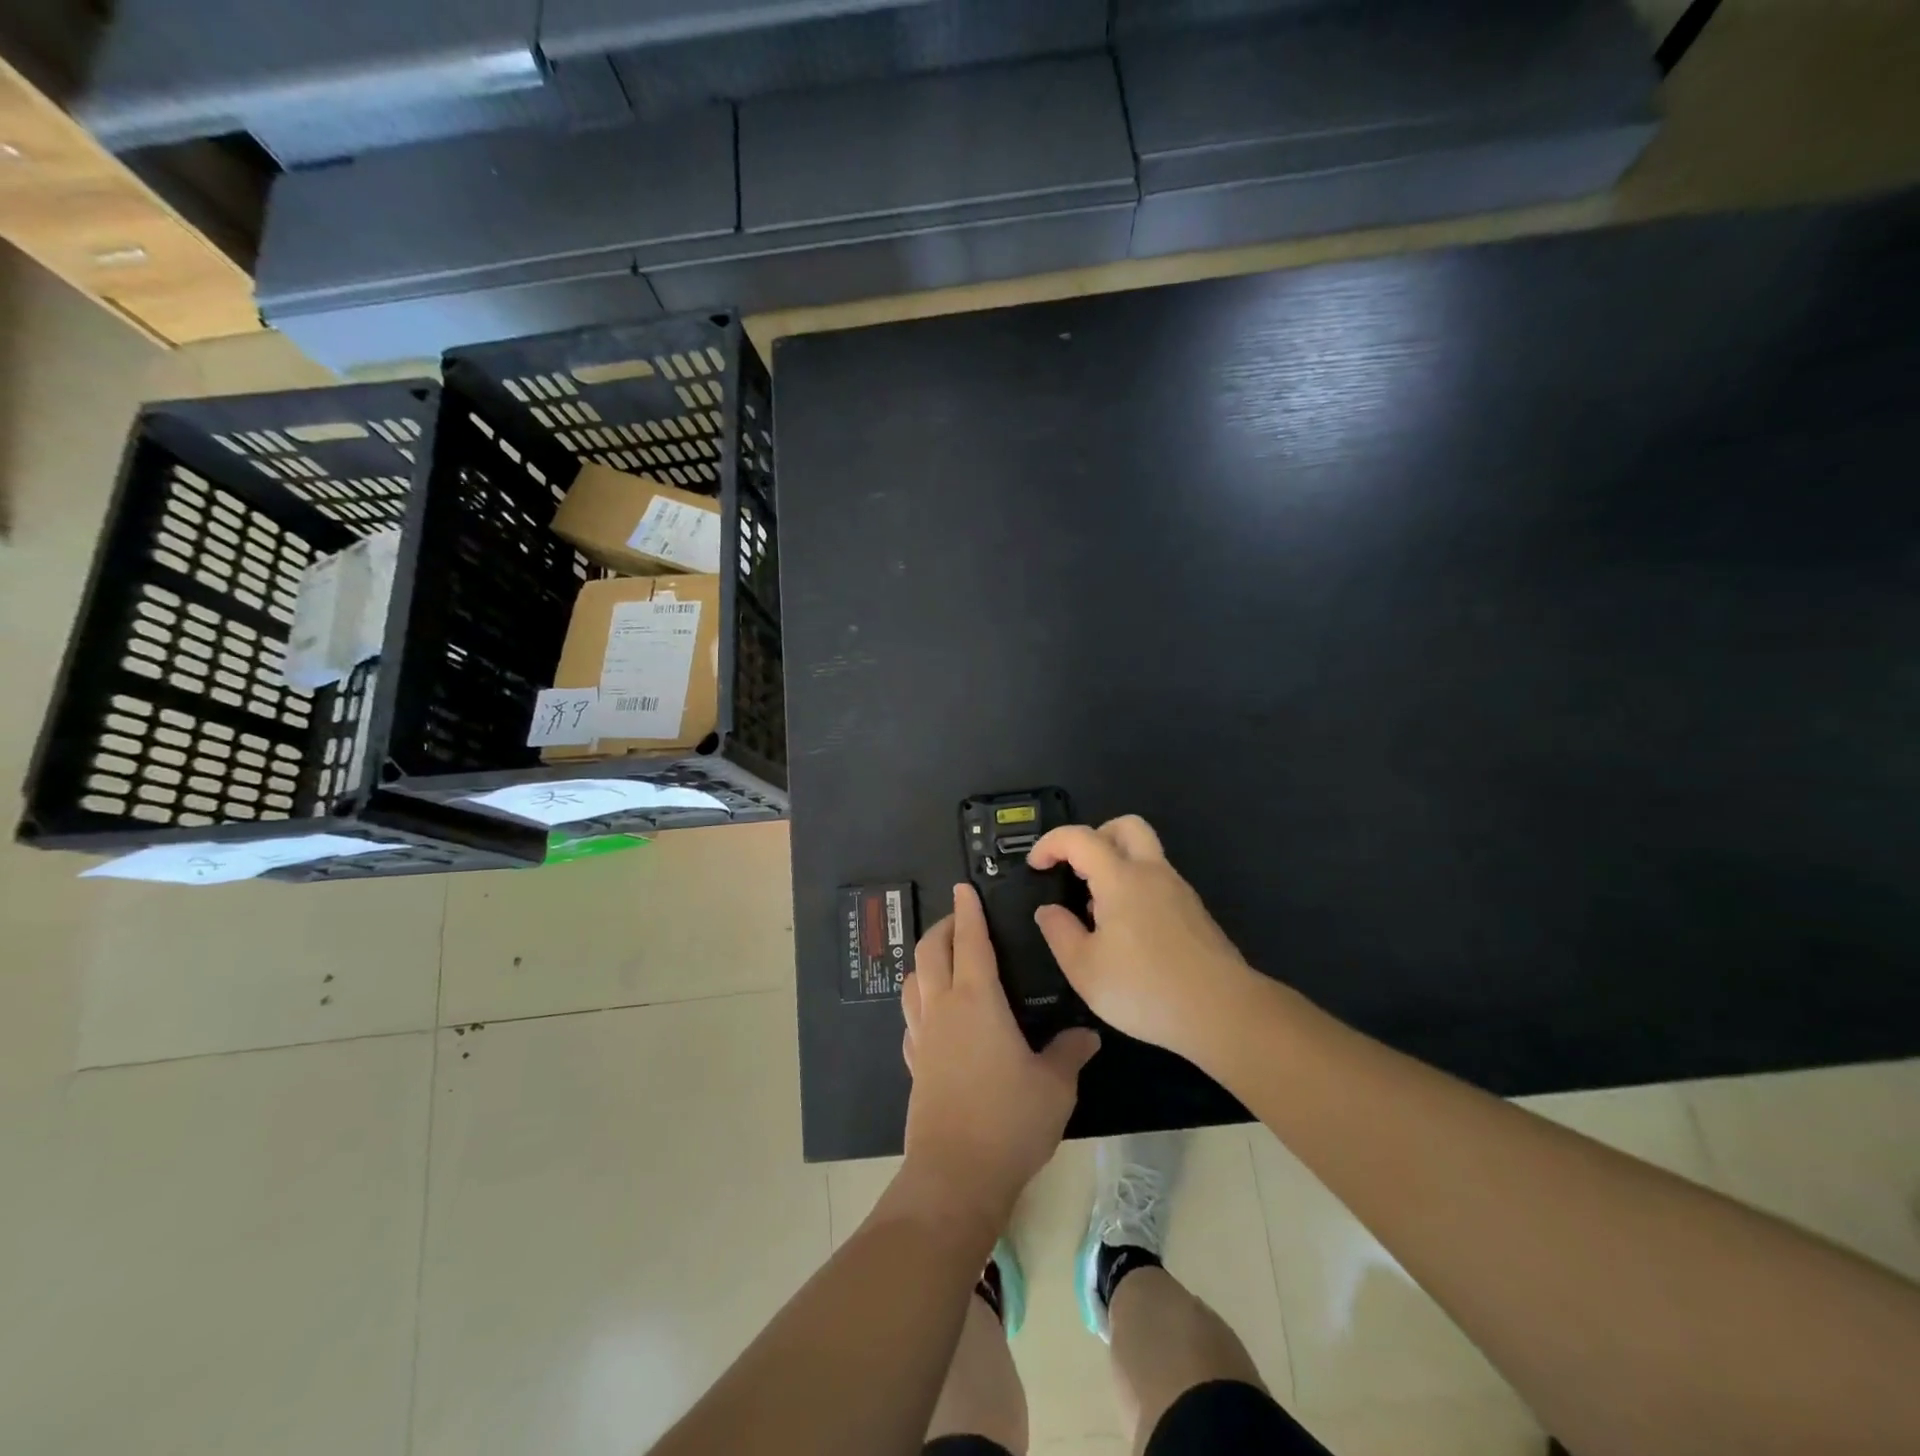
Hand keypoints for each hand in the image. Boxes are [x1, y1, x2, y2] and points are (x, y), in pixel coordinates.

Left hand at [901, 883, 1099, 1229]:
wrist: (955, 1175)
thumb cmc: (1009, 1120)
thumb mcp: (1054, 1086)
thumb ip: (1069, 1053)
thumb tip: (1087, 1035)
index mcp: (977, 1000)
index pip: (970, 941)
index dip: (968, 911)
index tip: (964, 888)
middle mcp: (944, 1008)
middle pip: (931, 951)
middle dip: (942, 927)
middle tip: (958, 917)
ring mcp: (923, 1037)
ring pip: (913, 981)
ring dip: (925, 960)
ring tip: (942, 958)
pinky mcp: (914, 1064)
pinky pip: (911, 1018)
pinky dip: (920, 1001)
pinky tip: (933, 1014)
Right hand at [1028, 815, 1256, 1060]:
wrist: (1223, 1012)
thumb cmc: (1145, 989)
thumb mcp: (1084, 969)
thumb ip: (1059, 932)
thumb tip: (1048, 910)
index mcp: (1121, 878)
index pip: (1080, 838)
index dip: (1051, 843)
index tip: (1036, 866)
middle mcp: (1153, 873)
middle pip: (1126, 827)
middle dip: (1095, 836)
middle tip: (1076, 869)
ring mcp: (1179, 892)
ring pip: (1146, 854)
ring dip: (1116, 865)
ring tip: (1097, 912)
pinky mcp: (1194, 914)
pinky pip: (1158, 882)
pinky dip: (1136, 889)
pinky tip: (1127, 934)